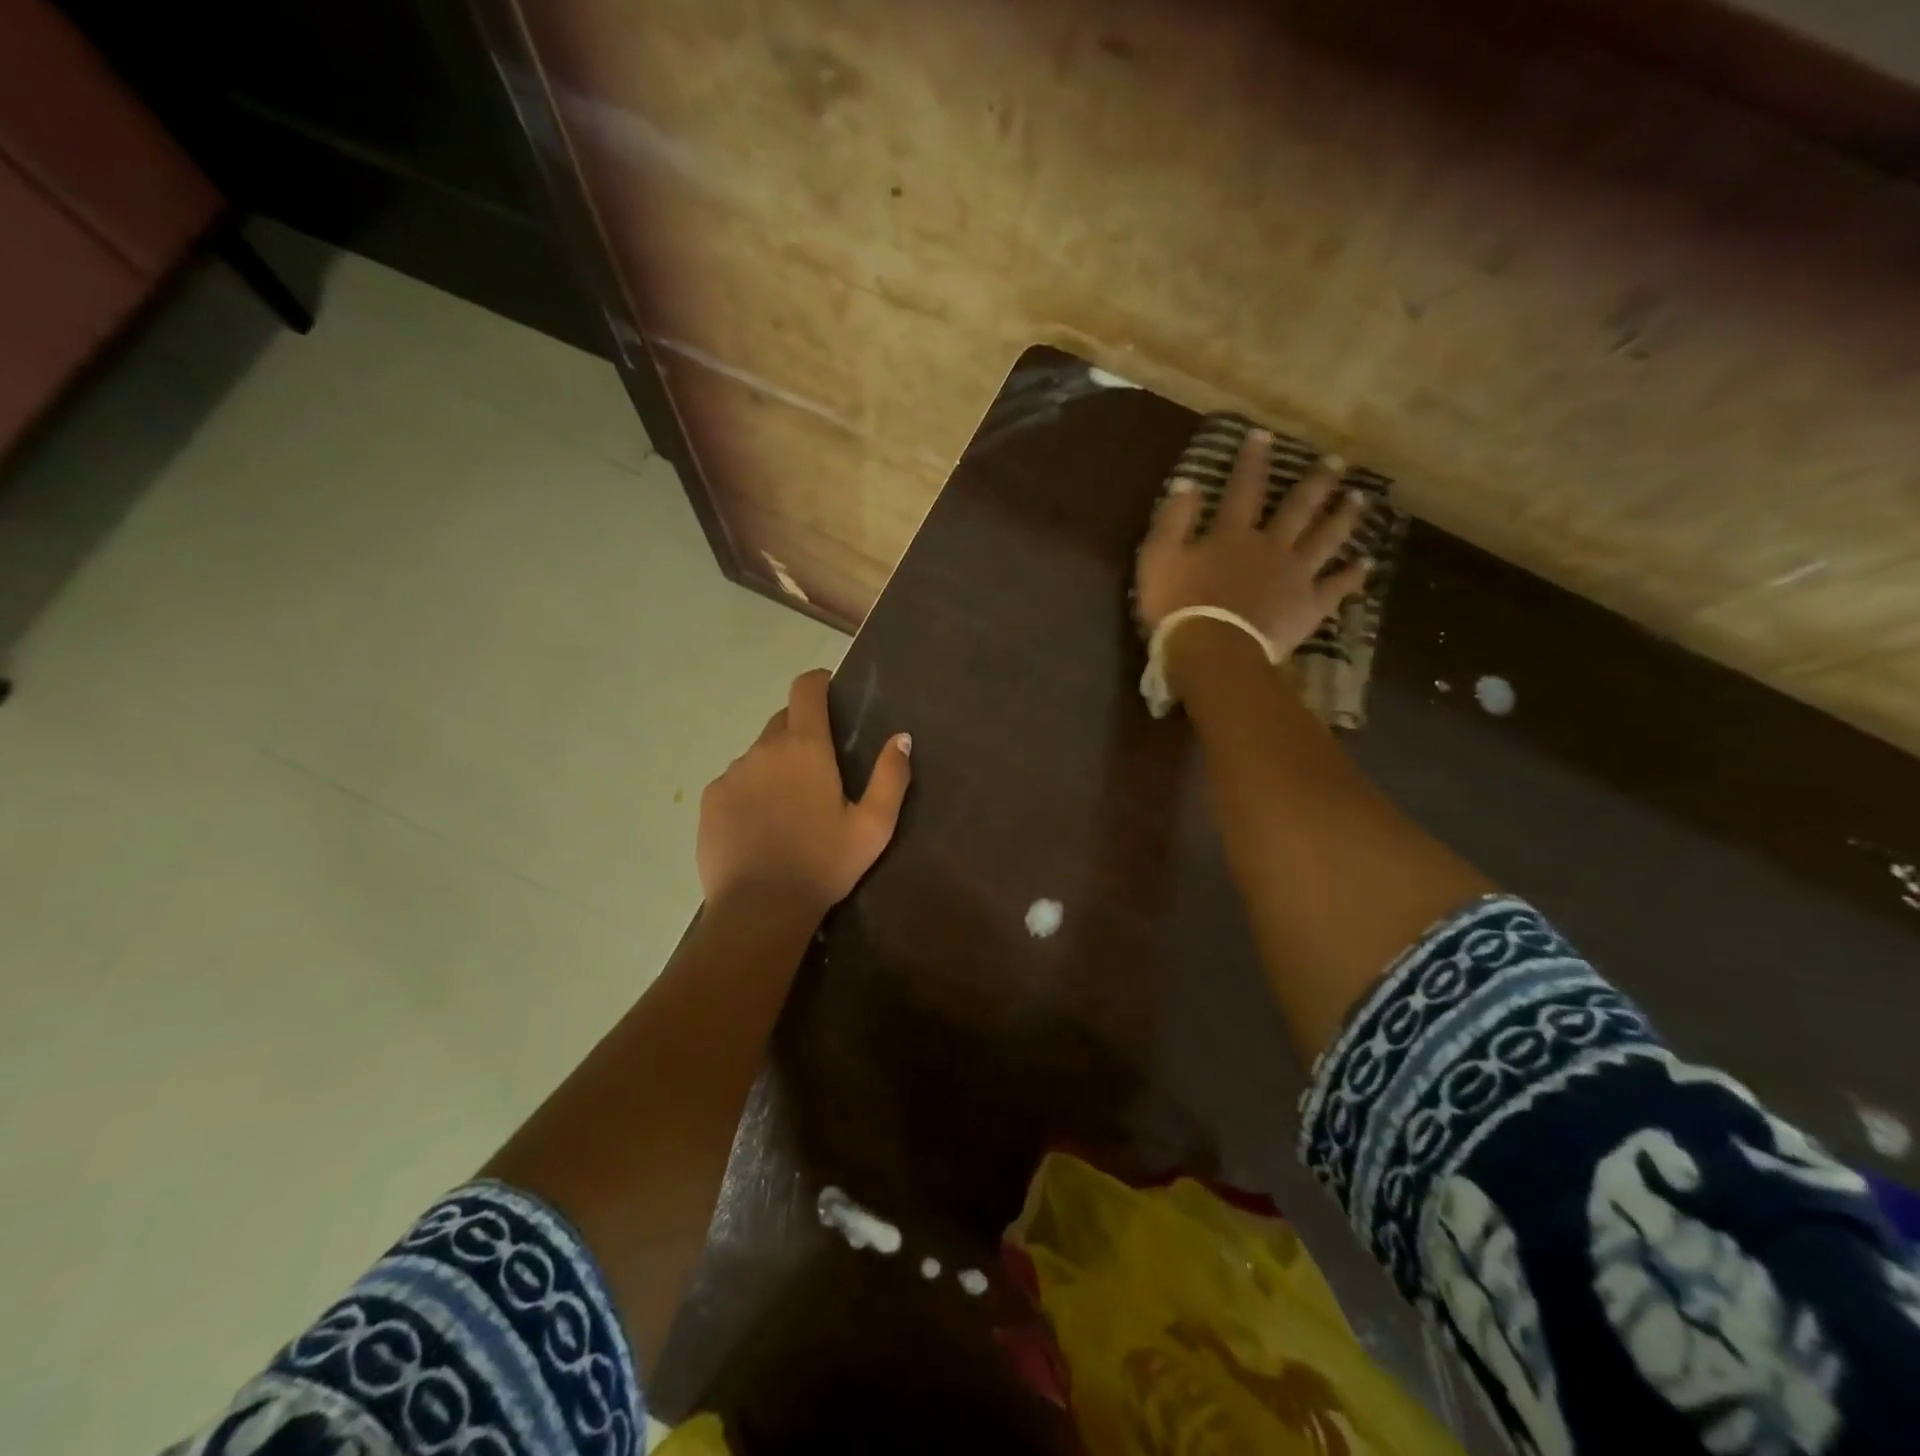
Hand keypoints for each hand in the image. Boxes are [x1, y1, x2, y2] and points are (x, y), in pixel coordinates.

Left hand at [697, 669, 912, 913]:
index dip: (818, 682)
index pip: (805, 689)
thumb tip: (901, 737)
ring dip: (776, 766)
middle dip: (802, 732)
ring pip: (759, 754)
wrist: (760, 909)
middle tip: (820, 770)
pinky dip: (751, 791)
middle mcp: (763, 749)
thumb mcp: (873, 826)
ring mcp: (732, 774)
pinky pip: (736, 781)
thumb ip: (891, 777)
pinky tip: (762, 826)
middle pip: (783, 721)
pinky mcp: (711, 800)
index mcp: (805, 747)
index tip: (830, 693)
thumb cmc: (824, 864)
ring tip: (790, 807)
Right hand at [1134, 427, 1370, 658]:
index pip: (1243, 488)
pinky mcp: (1308, 607)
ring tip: (1359, 499)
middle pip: (1298, 508)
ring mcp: (1295, 576)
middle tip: (1336, 462)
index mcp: (1232, 534)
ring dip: (1342, 518)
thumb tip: (1187, 482)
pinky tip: (1366, 564)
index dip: (1253, 461)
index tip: (1264, 435)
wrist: (1213, 651)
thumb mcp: (1158, 558)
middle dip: (1316, 482)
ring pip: (1325, 539)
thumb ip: (1173, 519)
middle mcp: (1271, 546)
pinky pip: (1336, 588)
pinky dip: (1352, 576)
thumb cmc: (1178, 606)